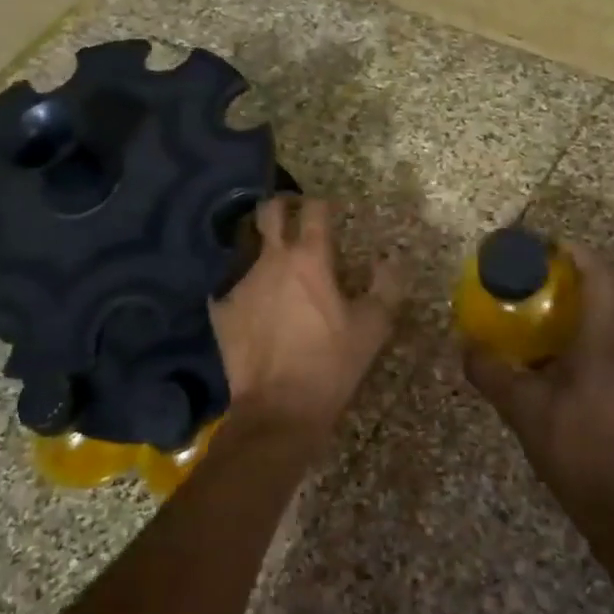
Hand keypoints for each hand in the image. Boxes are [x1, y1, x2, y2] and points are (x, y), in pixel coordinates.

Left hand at [211, 196, 404, 455]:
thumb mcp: (373, 328)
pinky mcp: (221, 308)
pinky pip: (231, 285)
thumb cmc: (331, 364)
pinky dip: (246, 288)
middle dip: (282, 207)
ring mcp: (240, 282)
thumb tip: (392, 260)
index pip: (314, 209)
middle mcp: (271, 260)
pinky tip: (254, 307)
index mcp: (310, 259)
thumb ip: (387, 286)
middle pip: (270, 212)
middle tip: (294, 217)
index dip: (322, 204)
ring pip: (249, 247)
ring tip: (277, 269)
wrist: (278, 409)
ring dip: (264, 249)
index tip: (329, 210)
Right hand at [462, 243, 613, 510]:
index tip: (544, 245)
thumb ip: (491, 372)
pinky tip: (546, 350)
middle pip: (608, 290)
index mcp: (603, 341)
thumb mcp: (522, 408)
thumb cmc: (574, 448)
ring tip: (535, 304)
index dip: (577, 252)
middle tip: (533, 273)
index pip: (601, 276)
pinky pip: (602, 338)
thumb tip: (464, 344)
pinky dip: (577, 328)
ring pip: (607, 315)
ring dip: (576, 301)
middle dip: (573, 272)